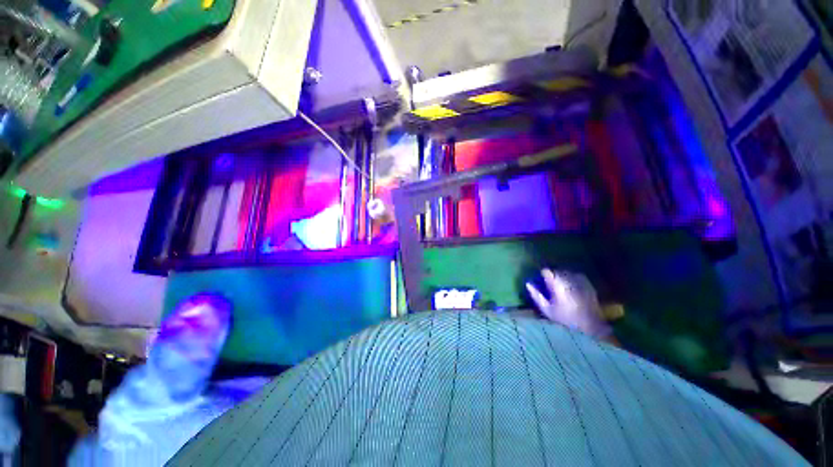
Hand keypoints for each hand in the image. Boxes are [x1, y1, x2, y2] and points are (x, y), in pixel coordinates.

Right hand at [526, 269, 611, 338]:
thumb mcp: (547, 310)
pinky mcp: (588, 284)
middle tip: (551, 284)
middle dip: (553, 275)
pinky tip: (572, 287)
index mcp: (557, 285)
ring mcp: (580, 281)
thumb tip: (528, 284)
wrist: (591, 326)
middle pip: (557, 270)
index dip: (544, 274)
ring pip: (567, 272)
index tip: (542, 279)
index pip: (547, 271)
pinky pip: (577, 276)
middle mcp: (569, 280)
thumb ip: (536, 295)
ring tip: (561, 285)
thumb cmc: (566, 319)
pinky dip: (573, 279)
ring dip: (563, 276)